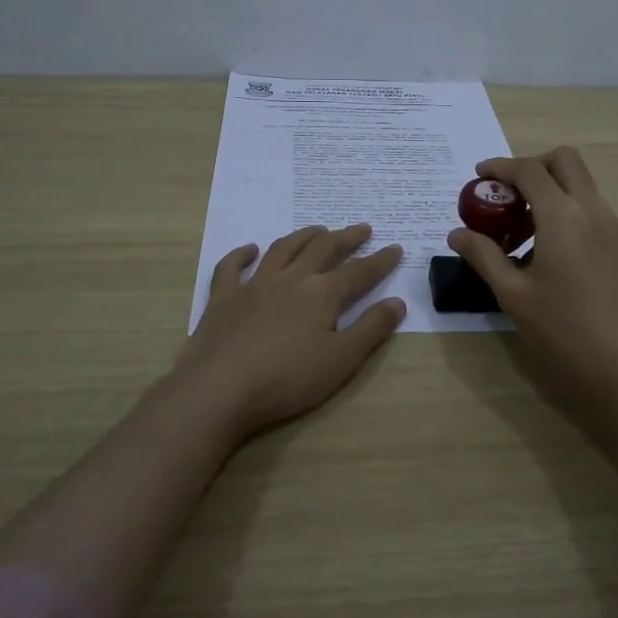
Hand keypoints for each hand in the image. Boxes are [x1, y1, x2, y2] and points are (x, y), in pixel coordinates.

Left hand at [172, 223, 406, 436]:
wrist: (220, 388)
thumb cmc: (288, 378)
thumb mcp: (342, 360)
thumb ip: (371, 329)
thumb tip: (397, 302)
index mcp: (322, 294)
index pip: (359, 272)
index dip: (380, 261)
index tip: (396, 249)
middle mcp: (290, 279)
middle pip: (322, 249)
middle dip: (346, 238)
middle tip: (362, 229)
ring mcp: (254, 285)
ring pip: (282, 249)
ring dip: (303, 236)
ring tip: (318, 230)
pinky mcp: (223, 298)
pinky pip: (231, 267)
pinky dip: (241, 254)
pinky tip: (250, 249)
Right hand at [448, 148, 617, 421]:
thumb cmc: (563, 330)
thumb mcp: (513, 294)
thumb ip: (484, 256)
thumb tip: (457, 233)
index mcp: (563, 216)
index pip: (529, 170)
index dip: (500, 167)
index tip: (478, 176)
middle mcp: (592, 210)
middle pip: (565, 161)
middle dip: (532, 167)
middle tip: (506, 198)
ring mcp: (612, 228)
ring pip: (581, 185)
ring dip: (550, 192)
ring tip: (520, 233)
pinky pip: (590, 211)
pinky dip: (566, 212)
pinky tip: (547, 254)